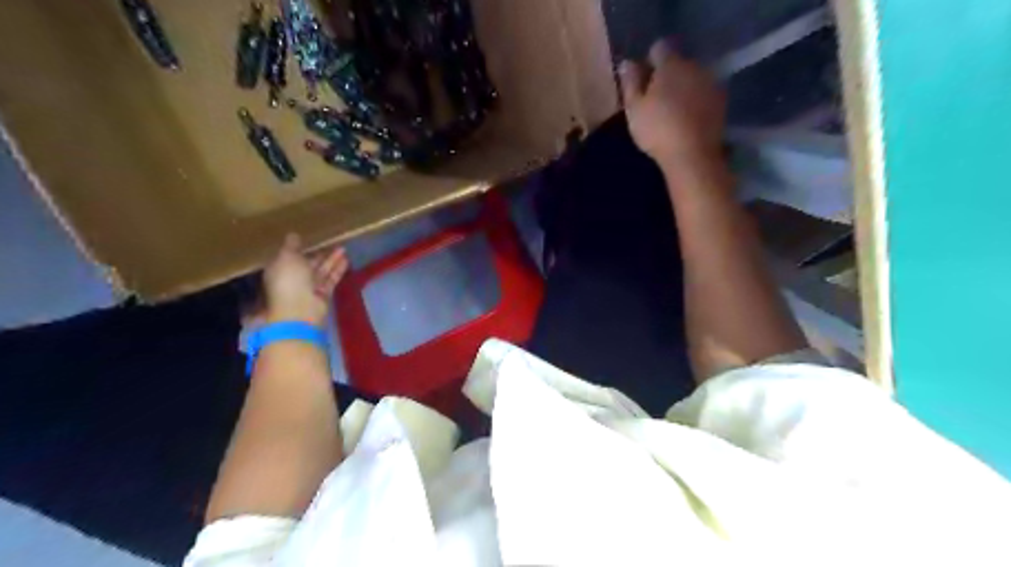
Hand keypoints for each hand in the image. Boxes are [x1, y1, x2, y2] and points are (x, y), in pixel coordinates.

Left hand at [261, 232, 349, 326]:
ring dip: (332, 259)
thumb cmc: (288, 280)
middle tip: (331, 241)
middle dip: (319, 253)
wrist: (300, 309)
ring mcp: (309, 287)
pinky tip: (346, 260)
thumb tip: (293, 235)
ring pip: (322, 270)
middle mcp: (294, 278)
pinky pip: (331, 279)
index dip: (298, 248)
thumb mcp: (287, 257)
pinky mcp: (323, 293)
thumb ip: (291, 246)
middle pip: (308, 263)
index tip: (308, 238)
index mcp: (280, 269)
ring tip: (343, 248)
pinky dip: (338, 270)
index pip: (289, 257)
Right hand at [617, 39, 726, 167]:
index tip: (642, 80)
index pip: (659, 48)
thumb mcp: (634, 108)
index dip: (649, 62)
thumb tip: (628, 62)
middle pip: (678, 63)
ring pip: (693, 79)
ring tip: (672, 112)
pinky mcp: (721, 103)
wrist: (693, 154)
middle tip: (655, 99)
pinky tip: (687, 120)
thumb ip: (630, 83)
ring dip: (683, 89)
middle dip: (667, 75)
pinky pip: (704, 95)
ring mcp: (711, 84)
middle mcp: (694, 66)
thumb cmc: (657, 129)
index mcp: (671, 64)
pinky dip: (696, 102)